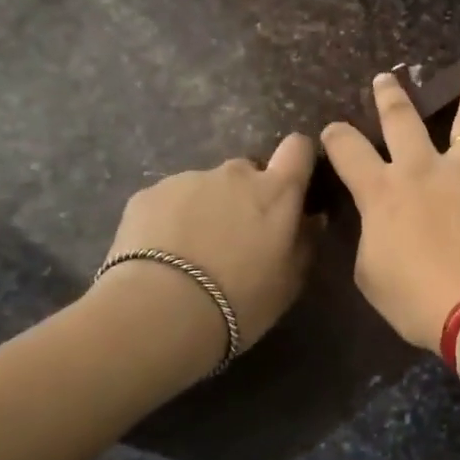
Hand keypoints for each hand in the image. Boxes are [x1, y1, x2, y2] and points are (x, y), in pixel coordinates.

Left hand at [95, 133, 317, 359]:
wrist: (162, 311)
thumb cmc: (241, 299)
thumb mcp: (289, 282)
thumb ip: (304, 243)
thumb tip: (310, 220)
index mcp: (276, 192)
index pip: (297, 149)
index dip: (297, 160)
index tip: (293, 184)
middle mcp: (235, 174)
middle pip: (248, 171)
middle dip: (246, 195)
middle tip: (236, 236)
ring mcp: (188, 180)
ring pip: (206, 186)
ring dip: (207, 208)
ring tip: (193, 252)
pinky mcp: (148, 194)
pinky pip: (169, 200)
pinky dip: (171, 219)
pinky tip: (163, 254)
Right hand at [321, 66, 459, 351]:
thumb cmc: (419, 298)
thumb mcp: (372, 275)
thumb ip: (371, 238)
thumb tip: (377, 223)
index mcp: (382, 191)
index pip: (348, 152)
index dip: (336, 137)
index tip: (332, 129)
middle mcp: (422, 169)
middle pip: (402, 120)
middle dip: (390, 97)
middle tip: (385, 78)